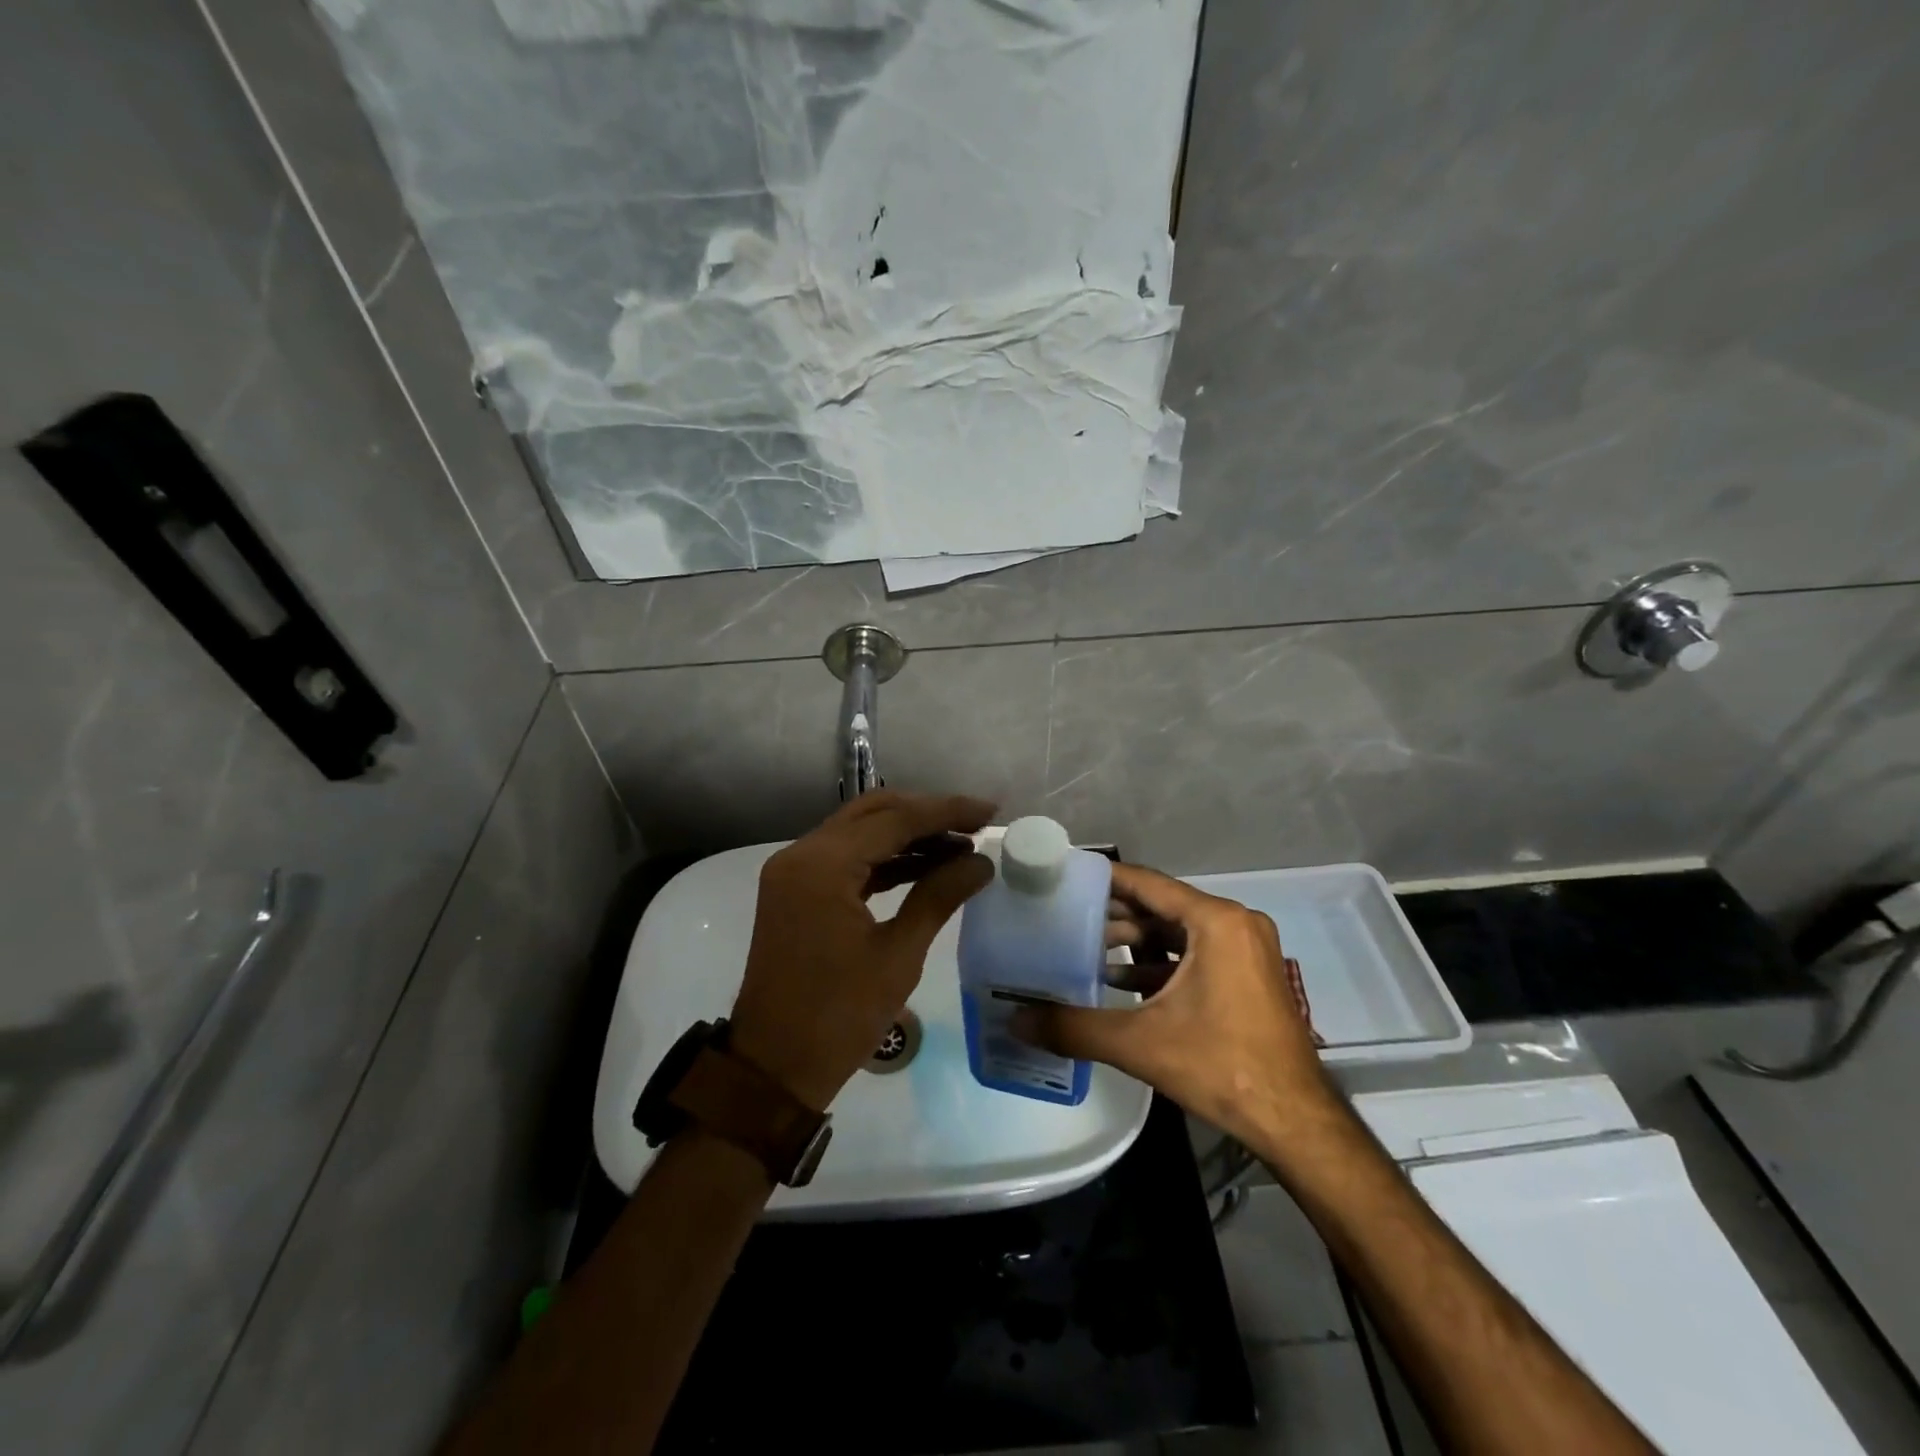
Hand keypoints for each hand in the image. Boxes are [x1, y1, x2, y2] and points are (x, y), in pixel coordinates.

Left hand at [730, 791, 994, 1110]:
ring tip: (961, 846)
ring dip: (907, 835)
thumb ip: (939, 896)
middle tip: (975, 825)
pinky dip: (885, 858)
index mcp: (821, 866)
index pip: (893, 820)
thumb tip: (981, 862)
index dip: (946, 812)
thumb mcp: (898, 955)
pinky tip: (926, 865)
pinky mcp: (797, 891)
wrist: (774, 1068)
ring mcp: (794, 872)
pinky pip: (847, 859)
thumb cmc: (839, 1016)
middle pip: (873, 813)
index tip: (989, 811)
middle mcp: (801, 855)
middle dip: (926, 815)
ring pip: (860, 832)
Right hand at [1013, 862, 1335, 1155]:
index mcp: (1217, 922)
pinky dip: (1161, 962)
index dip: (1104, 878)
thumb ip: (1074, 1027)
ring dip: (1136, 940)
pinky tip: (1122, 980)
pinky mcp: (1249, 974)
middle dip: (1115, 913)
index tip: (1065, 875)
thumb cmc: (1221, 1067)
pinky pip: (1196, 952)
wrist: (1295, 1122)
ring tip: (1087, 949)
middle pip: (1162, 906)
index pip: (1148, 883)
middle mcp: (1236, 923)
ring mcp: (1247, 949)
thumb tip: (1016, 1021)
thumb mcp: (1140, 1043)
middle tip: (1066, 916)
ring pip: (1178, 931)